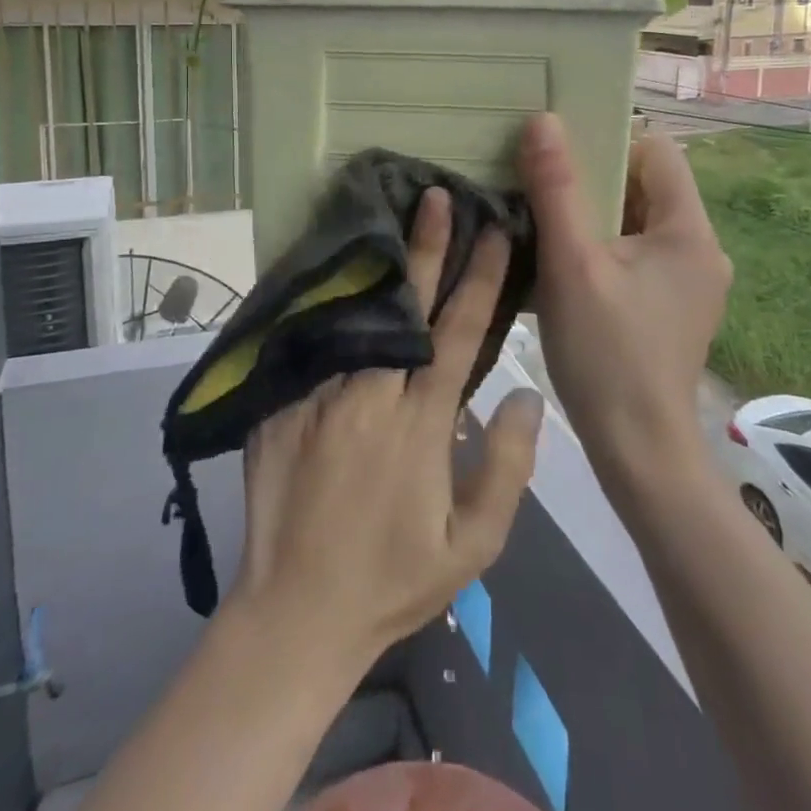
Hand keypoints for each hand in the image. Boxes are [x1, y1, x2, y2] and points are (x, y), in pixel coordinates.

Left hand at [229, 187, 544, 671]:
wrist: (295, 614)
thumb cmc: (394, 580)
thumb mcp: (473, 547)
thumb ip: (507, 467)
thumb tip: (528, 393)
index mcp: (420, 424)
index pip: (459, 333)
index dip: (480, 278)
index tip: (494, 231)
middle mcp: (370, 395)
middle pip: (405, 306)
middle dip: (426, 246)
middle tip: (435, 197)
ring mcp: (319, 395)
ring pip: (354, 314)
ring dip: (377, 265)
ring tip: (387, 216)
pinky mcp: (281, 405)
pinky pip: (310, 341)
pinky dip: (328, 303)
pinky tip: (336, 271)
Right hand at [518, 114, 731, 485]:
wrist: (638, 452)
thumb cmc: (606, 353)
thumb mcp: (571, 264)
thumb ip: (556, 189)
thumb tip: (543, 121)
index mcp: (689, 230)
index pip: (655, 151)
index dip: (608, 141)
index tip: (559, 154)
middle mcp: (701, 249)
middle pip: (645, 185)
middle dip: (593, 180)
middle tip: (540, 184)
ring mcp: (690, 281)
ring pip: (637, 221)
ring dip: (593, 215)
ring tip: (544, 219)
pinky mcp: (674, 306)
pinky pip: (637, 254)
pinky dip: (603, 247)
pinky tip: (565, 263)